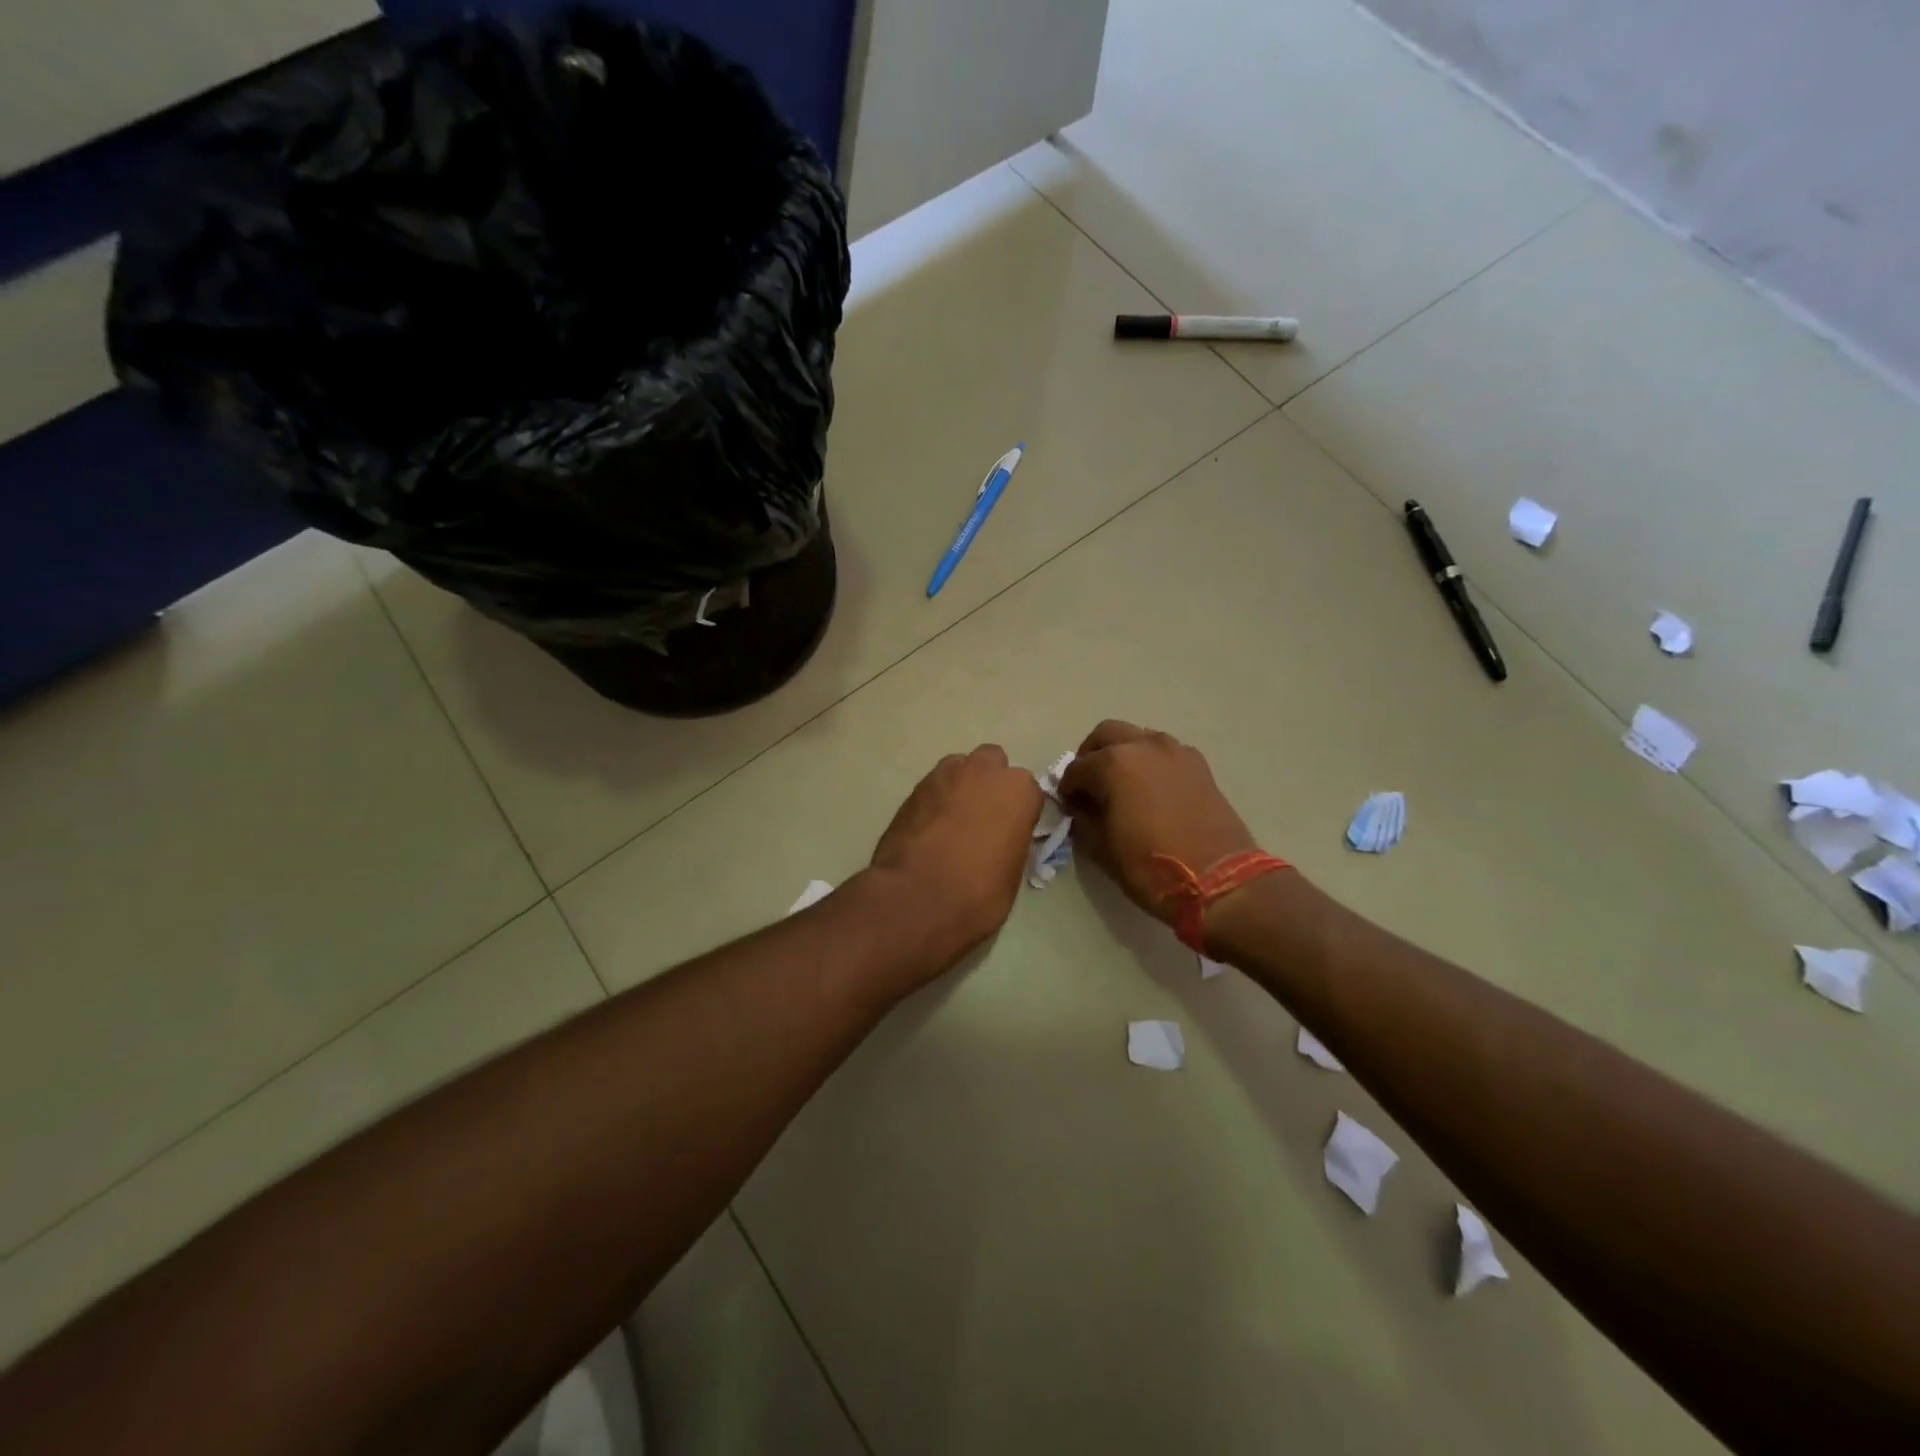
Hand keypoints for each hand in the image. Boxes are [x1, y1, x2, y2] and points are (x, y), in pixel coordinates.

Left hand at [869, 745, 1043, 966]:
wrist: (917, 897)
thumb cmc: (978, 891)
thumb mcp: (1012, 873)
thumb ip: (1011, 842)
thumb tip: (1000, 841)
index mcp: (1018, 790)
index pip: (1029, 792)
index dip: (1020, 812)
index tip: (1012, 833)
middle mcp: (983, 771)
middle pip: (992, 763)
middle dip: (990, 783)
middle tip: (983, 819)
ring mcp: (944, 775)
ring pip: (959, 769)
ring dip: (960, 787)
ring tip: (953, 823)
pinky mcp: (913, 789)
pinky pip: (933, 787)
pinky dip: (935, 802)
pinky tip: (930, 830)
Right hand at [1059, 721, 1260, 928]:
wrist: (1220, 881)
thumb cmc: (1151, 866)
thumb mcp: (1102, 848)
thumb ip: (1083, 819)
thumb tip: (1081, 806)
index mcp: (1113, 763)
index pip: (1076, 768)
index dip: (1068, 788)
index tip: (1069, 806)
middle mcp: (1144, 746)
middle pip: (1106, 735)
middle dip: (1091, 755)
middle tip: (1089, 784)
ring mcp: (1175, 751)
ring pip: (1138, 737)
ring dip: (1122, 753)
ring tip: (1121, 786)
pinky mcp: (1199, 765)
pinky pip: (1164, 752)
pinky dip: (1150, 762)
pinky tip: (1150, 790)